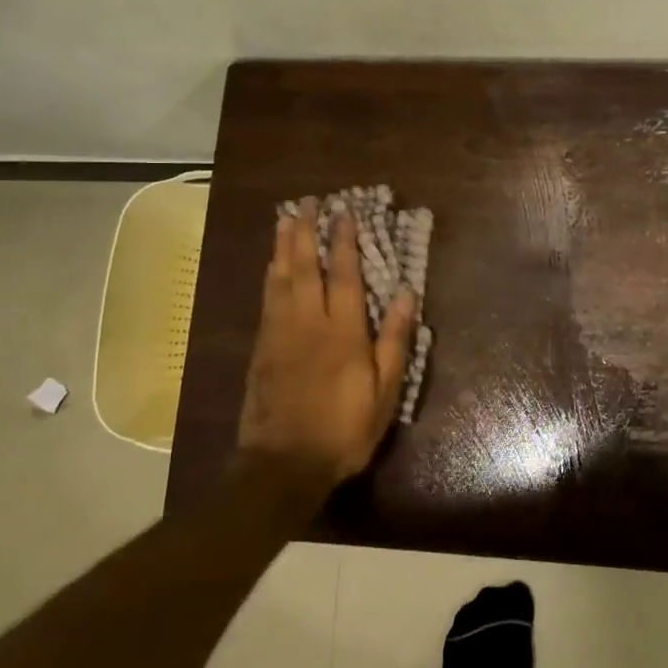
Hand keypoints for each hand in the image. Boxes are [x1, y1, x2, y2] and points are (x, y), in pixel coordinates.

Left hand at [238, 198, 416, 489]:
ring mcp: (279, 334)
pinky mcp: (261, 349)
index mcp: (342, 332)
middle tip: (306, 203)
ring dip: (283, 246)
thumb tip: (405, 293)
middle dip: (305, 232)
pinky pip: (266, 300)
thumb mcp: (384, 391)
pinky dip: (269, 276)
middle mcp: (308, 323)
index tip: (344, 213)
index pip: (344, 275)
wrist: (283, 465)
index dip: (344, 241)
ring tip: (285, 220)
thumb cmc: (344, 428)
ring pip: (280, 279)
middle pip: (304, 267)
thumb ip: (394, 340)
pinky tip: (271, 265)